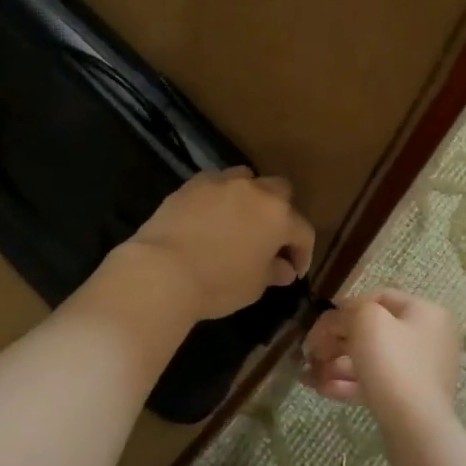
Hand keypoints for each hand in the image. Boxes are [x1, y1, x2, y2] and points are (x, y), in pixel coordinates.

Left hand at [126, 168, 315, 320]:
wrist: (163, 271)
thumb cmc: (218, 284)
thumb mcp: (253, 286)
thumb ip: (273, 272)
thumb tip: (284, 268)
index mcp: (278, 216)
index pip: (303, 231)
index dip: (303, 253)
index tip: (293, 271)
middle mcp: (255, 191)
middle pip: (280, 192)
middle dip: (280, 212)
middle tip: (270, 238)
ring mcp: (222, 183)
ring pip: (247, 179)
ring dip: (250, 197)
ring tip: (239, 220)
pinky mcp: (192, 184)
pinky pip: (215, 183)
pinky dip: (219, 196)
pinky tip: (210, 216)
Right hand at [304, 289, 460, 432]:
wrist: (416, 426)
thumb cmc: (393, 362)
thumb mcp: (366, 321)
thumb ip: (348, 311)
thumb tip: (337, 318)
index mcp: (426, 313)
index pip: (380, 298)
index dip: (346, 307)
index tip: (320, 324)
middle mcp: (428, 338)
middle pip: (373, 331)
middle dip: (336, 341)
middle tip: (310, 353)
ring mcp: (421, 371)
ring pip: (371, 360)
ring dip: (336, 364)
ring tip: (309, 375)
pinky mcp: (410, 399)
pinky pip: (376, 383)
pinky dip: (348, 384)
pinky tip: (321, 389)